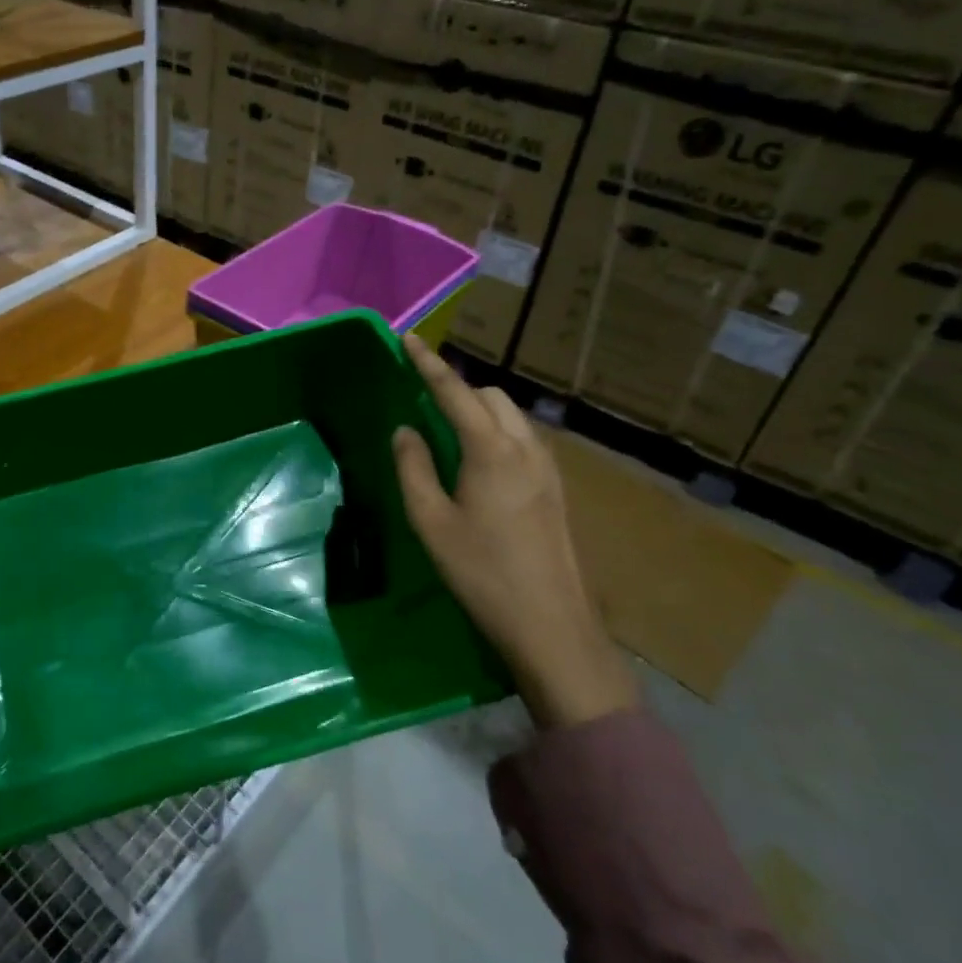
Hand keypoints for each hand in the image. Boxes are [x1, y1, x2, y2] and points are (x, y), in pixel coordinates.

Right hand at [392, 334, 637, 729]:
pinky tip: (480, 462)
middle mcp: (524, 447)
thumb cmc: (481, 572)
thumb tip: (405, 431)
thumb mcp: (431, 522)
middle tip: (423, 401)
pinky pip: (523, 438)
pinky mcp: (556, 487)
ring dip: (479, 409)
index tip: (408, 339)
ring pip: (510, 416)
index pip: (454, 392)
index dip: (428, 364)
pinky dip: (497, 431)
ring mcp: (547, 467)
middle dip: (456, 388)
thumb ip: (413, 468)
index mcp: (491, 450)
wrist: (551, 624)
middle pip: (489, 396)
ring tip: (448, 430)